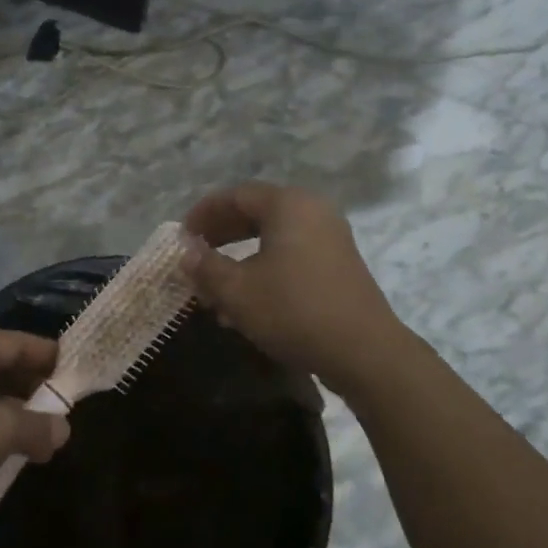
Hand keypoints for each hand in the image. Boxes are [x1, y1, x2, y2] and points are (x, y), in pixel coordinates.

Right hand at [181, 183, 405, 394]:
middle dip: (221, 234)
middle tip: (195, 255)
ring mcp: (330, 238)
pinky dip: (264, 268)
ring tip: (215, 287)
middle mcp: (312, 211)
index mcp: (288, 205)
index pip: (236, 195)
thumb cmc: (294, 311)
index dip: (203, 213)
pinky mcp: (338, 265)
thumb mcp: (237, 290)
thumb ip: (206, 266)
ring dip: (240, 257)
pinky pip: (292, 254)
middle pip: (256, 212)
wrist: (364, 352)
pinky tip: (247, 303)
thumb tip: (186, 251)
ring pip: (273, 238)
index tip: (182, 236)